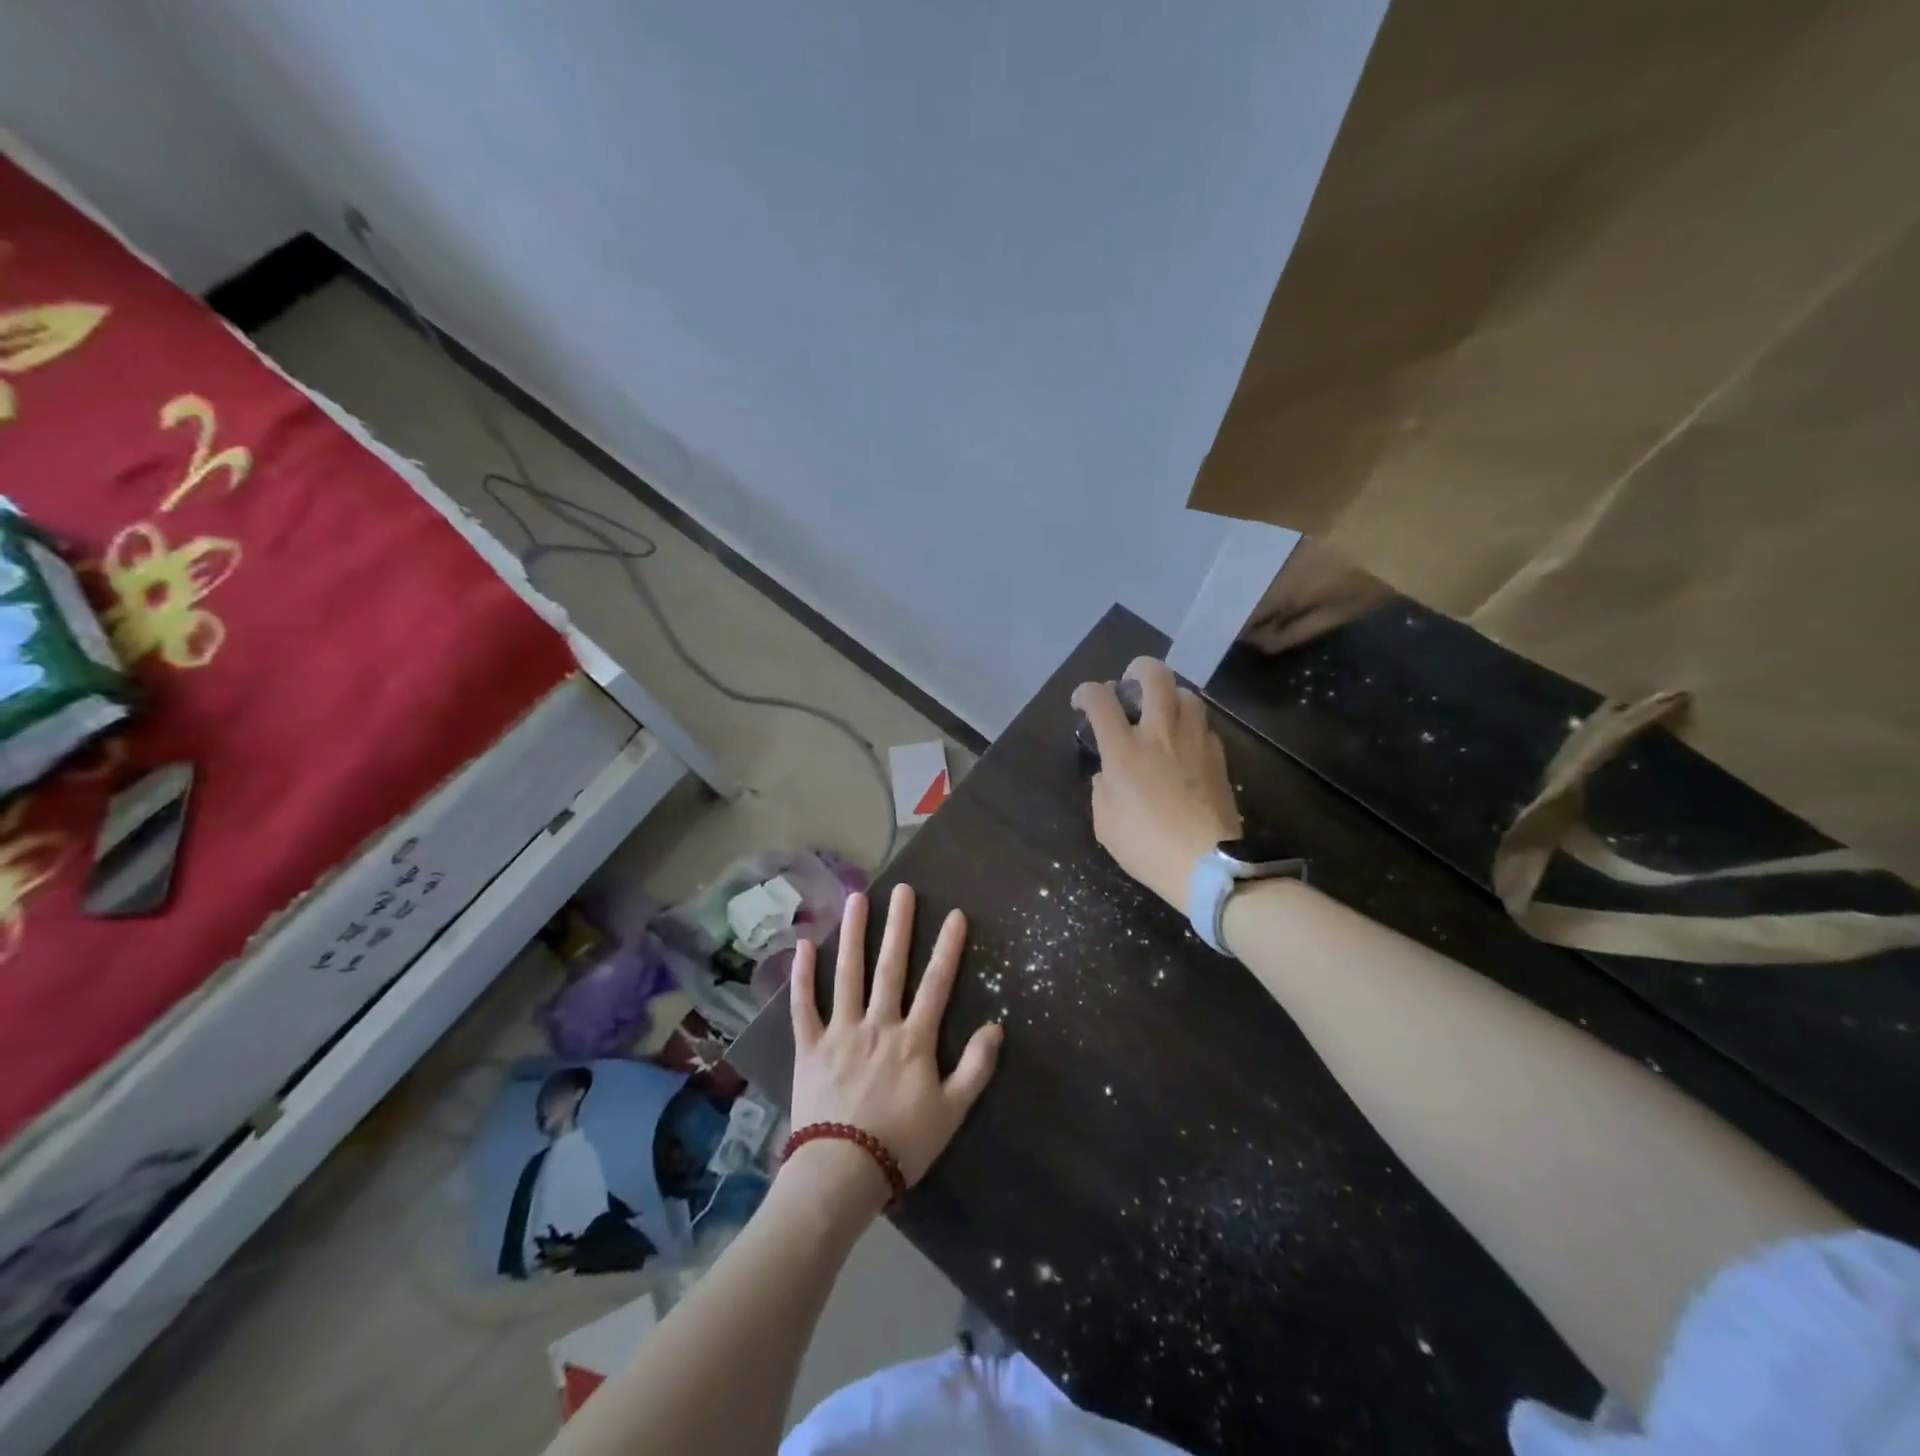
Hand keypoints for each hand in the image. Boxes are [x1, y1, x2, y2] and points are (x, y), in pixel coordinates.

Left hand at [787, 886, 1001, 1208]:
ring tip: (856, 898)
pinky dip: (801, 975)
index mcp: (913, 1039)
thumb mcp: (951, 1112)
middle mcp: (877, 1024)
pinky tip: (804, 945)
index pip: (936, 983)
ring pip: (847, 974)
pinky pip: (803, 1005)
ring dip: (853, 935)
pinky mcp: (809, 1047)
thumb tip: (996, 1026)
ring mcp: (840, 1032)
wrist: (841, 1174)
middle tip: (902, 889)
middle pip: (891, 967)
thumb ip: (976, 1068)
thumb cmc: (902, 1144)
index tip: (955, 913)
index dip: (947, 947)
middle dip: (898, 925)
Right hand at [1072, 657, 1241, 909]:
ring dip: (1169, 694)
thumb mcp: (1105, 823)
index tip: (1082, 702)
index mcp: (1124, 750)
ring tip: (1161, 710)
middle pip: (1154, 676)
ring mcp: (1194, 742)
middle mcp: (1160, 734)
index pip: (1100, 700)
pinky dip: (1190, 725)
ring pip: (1187, 694)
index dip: (1086, 692)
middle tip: (1129, 682)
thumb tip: (1111, 774)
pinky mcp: (1218, 757)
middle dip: (1138, 669)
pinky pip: (1204, 726)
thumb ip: (1103, 788)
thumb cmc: (1147, 846)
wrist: (1207, 864)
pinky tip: (1184, 744)